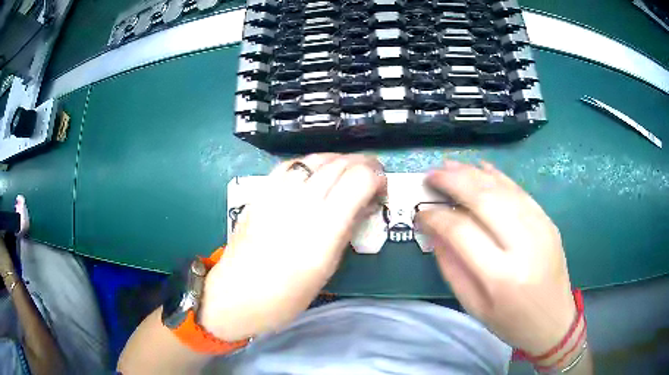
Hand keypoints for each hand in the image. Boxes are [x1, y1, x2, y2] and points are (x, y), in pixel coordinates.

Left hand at [200, 153, 385, 340]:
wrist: (237, 295)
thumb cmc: (286, 296)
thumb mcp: (327, 269)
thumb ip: (346, 231)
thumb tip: (362, 205)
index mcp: (323, 228)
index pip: (358, 180)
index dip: (376, 177)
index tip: (380, 188)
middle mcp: (301, 203)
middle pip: (339, 164)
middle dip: (362, 164)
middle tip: (371, 176)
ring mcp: (277, 194)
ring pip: (315, 158)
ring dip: (338, 160)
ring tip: (346, 171)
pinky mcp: (260, 193)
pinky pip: (289, 165)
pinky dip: (309, 164)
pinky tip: (313, 173)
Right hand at [416, 160, 575, 355]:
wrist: (553, 321)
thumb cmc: (510, 321)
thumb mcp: (473, 306)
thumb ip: (452, 268)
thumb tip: (434, 232)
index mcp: (500, 276)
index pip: (461, 232)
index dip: (437, 217)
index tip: (421, 213)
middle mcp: (523, 245)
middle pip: (484, 200)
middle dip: (453, 182)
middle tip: (431, 175)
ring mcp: (540, 228)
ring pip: (503, 189)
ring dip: (473, 174)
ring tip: (450, 165)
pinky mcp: (548, 221)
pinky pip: (520, 191)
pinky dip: (498, 177)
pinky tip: (481, 168)